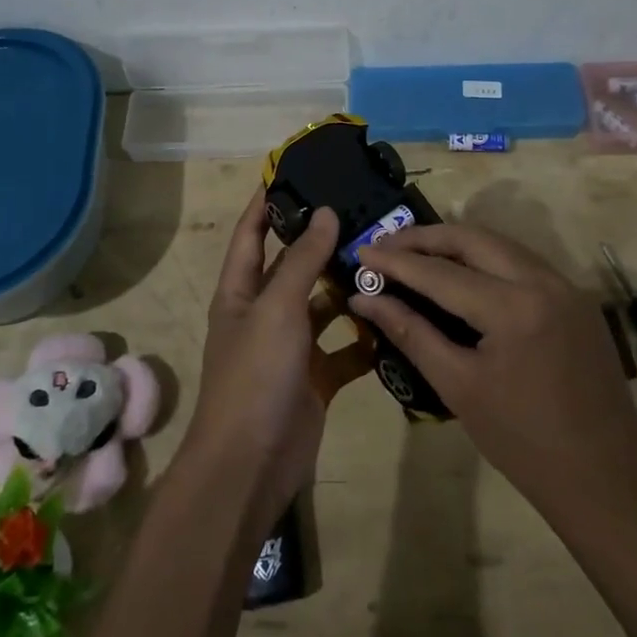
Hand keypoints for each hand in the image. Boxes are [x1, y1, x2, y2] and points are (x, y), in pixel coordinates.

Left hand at [186, 190, 372, 538]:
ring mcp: (290, 348)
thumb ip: (302, 260)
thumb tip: (325, 212)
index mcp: (241, 292)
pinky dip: (364, 339)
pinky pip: (343, 350)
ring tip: (388, 261)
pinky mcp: (315, 379)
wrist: (250, 464)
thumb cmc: (255, 374)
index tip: (292, 173)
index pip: (251, 234)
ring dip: (348, 289)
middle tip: (363, 215)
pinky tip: (395, 320)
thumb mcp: (277, 308)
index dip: (266, 203)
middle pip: (293, 268)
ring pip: (323, 308)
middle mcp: (264, 314)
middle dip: (322, 243)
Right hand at [352, 224, 636, 520]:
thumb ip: (410, 332)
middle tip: (386, 247)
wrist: (606, 479)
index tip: (361, 252)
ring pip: (500, 244)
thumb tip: (365, 300)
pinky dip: (486, 259)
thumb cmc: (522, 443)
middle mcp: (544, 281)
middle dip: (425, 238)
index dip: (396, 262)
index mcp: (514, 308)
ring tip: (416, 255)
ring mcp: (566, 286)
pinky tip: (462, 274)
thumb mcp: (458, 386)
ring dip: (456, 244)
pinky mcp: (577, 298)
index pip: (440, 272)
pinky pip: (522, 263)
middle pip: (473, 238)